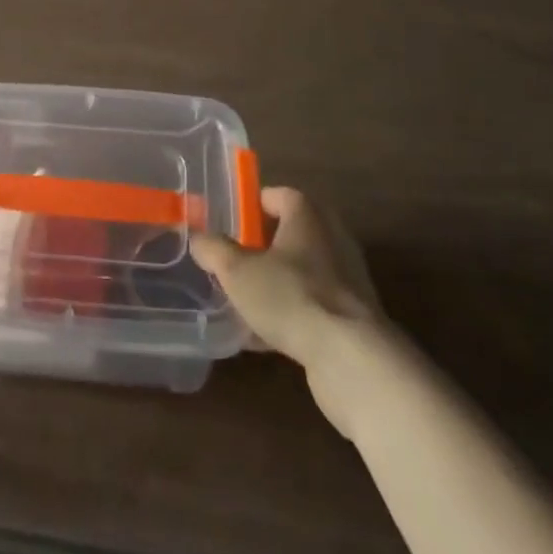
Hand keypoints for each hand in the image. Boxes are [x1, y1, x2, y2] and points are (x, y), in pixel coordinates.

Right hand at [192, 187, 388, 427]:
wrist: (352, 358)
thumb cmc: (291, 296)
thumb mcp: (238, 271)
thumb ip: (214, 250)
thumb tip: (199, 239)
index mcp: (307, 214)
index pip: (278, 195)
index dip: (252, 205)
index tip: (230, 223)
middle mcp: (332, 237)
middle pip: (291, 233)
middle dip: (261, 247)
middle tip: (234, 261)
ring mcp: (347, 278)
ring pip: (301, 272)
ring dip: (275, 283)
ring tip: (244, 302)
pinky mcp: (353, 316)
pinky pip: (313, 305)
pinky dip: (290, 314)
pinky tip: (263, 339)